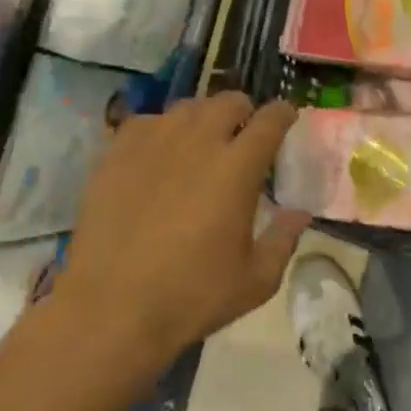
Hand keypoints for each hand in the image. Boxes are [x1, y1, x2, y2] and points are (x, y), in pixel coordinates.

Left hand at [63, 94, 308, 365]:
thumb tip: (300, 213)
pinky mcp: (116, 154)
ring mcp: (153, 143)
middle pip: (228, 102)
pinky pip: (145, 122)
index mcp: (238, 167)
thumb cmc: (192, 296)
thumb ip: (284, 239)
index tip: (287, 118)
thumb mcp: (256, 280)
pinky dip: (160, 129)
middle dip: (244, 111)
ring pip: (187, 107)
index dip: (283, 114)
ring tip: (201, 140)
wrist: (111, 309)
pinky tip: (158, 153)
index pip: (270, 120)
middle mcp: (198, 142)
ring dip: (203, 118)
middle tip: (243, 134)